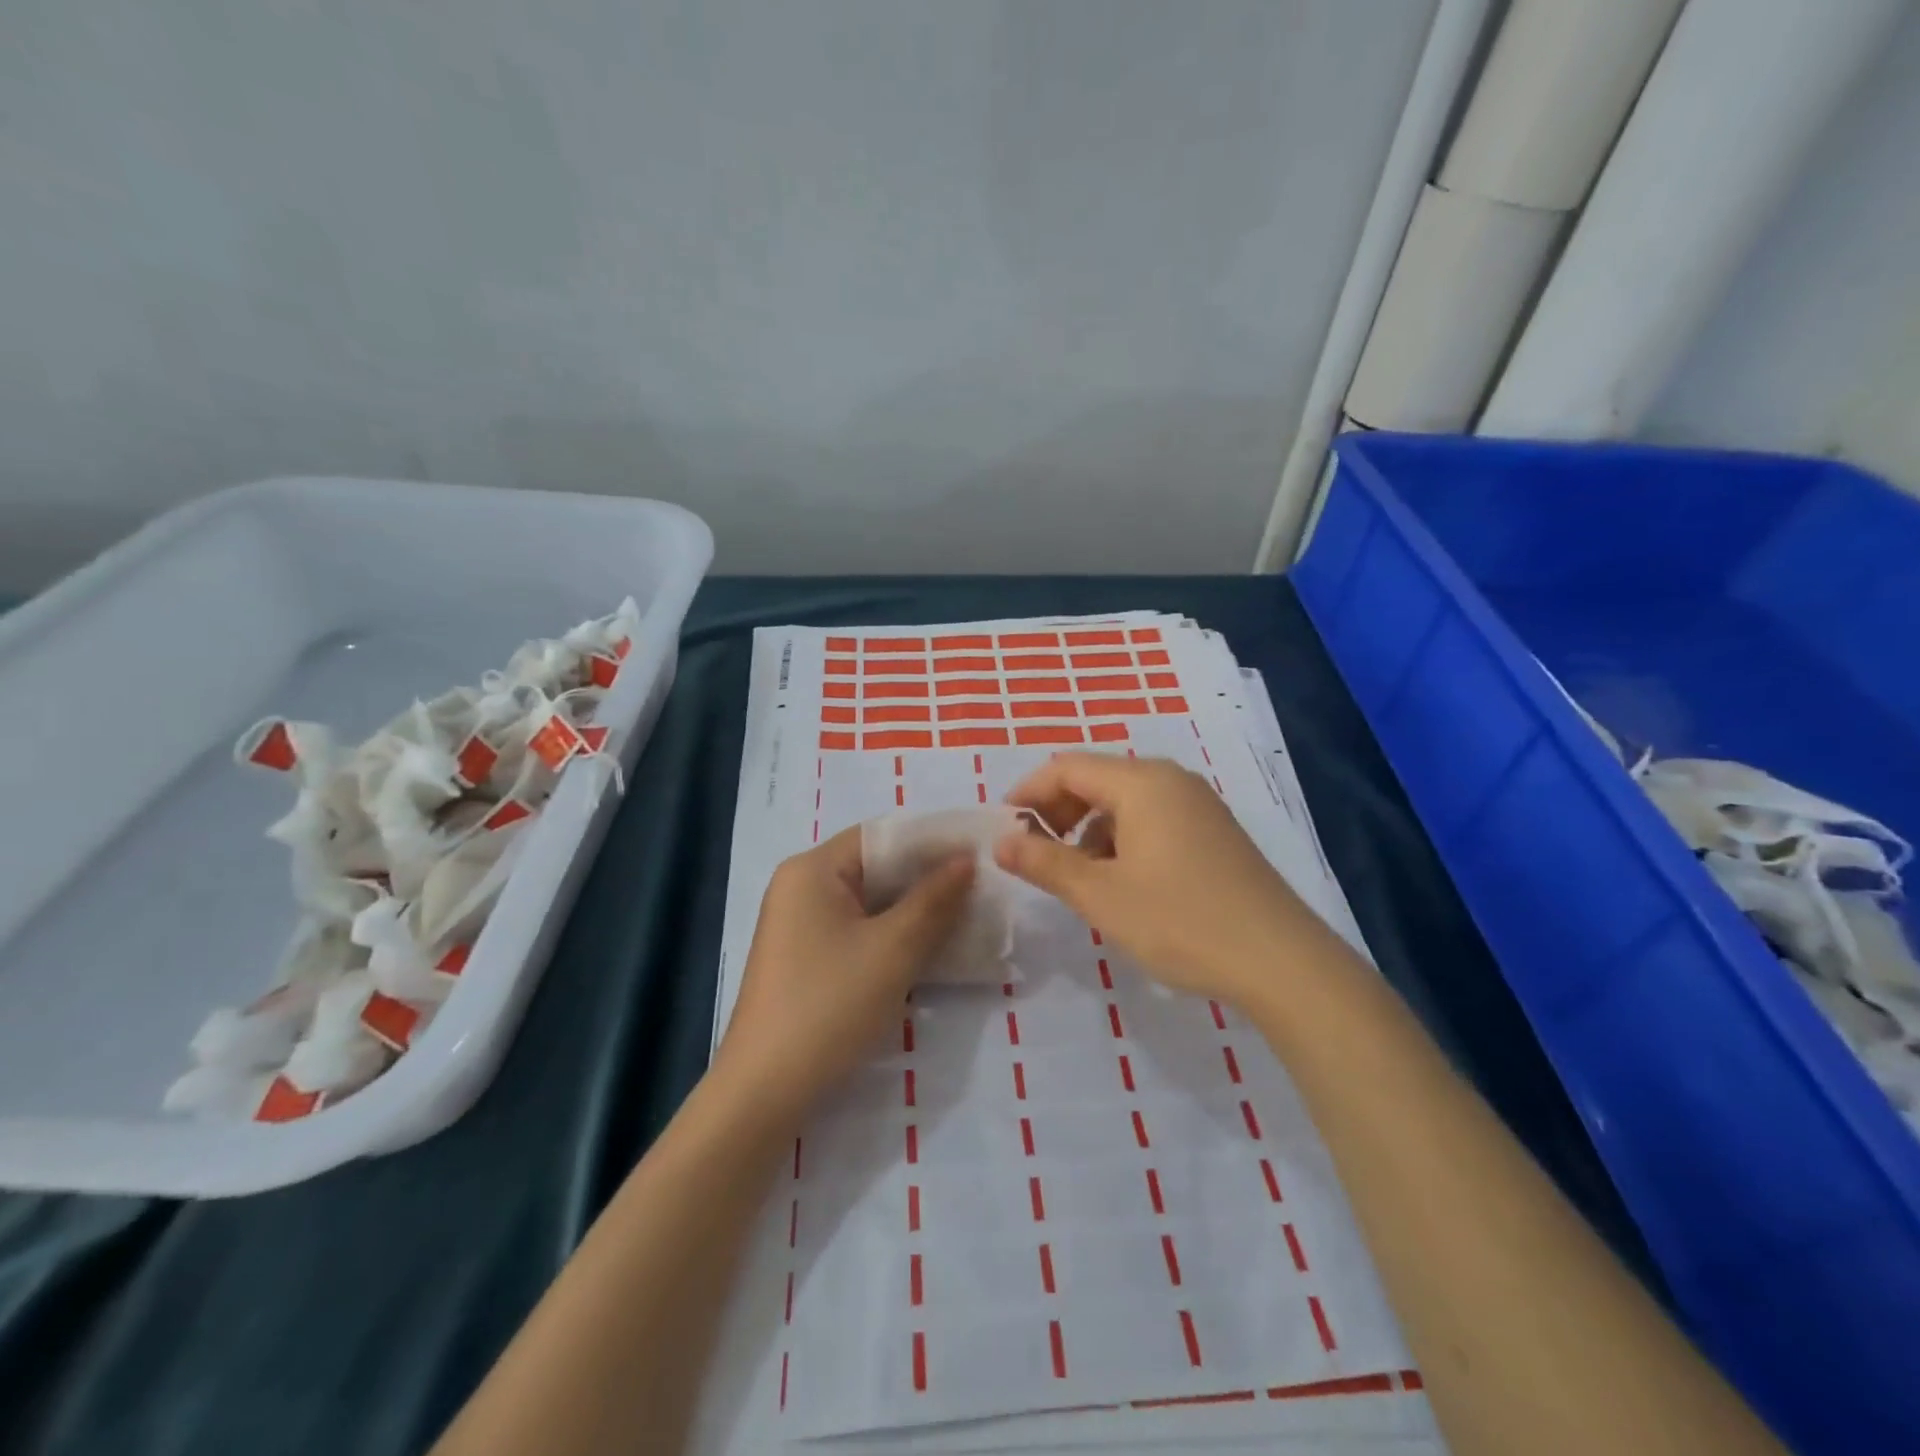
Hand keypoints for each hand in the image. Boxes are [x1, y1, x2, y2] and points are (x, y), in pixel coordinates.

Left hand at [714, 826, 973, 1114]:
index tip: (978, 851)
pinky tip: (929, 947)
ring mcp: (800, 925)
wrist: (765, 1092)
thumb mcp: (893, 949)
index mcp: (812, 869)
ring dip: (914, 908)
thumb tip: (966, 859)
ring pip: (869, 902)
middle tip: (980, 886)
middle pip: (875, 866)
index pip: (881, 834)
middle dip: (927, 877)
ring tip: (966, 915)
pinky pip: (858, 930)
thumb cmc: (830, 1005)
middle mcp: (801, 887)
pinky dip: (893, 933)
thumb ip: (934, 898)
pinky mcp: (806, 958)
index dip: (931, 841)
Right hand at [995, 753, 1319, 1005]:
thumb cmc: (1180, 921)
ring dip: (1089, 827)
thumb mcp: (1100, 895)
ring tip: (1078, 874)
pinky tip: (1123, 880)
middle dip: (1058, 810)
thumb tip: (1000, 842)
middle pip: (1097, 778)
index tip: (1003, 827)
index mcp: (1141, 782)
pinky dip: (1122, 837)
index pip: (1067, 768)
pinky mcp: (1214, 831)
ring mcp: (1198, 804)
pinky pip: (1153, 818)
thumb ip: (1044, 863)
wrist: (1281, 961)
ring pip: (1125, 800)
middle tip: (1036, 851)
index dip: (1029, 792)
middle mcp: (1171, 780)